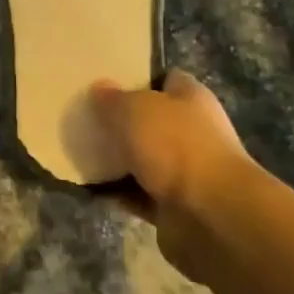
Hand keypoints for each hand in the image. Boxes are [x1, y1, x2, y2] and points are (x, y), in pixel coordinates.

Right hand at [90, 69, 259, 280]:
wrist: (209, 215)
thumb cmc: (175, 146)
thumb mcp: (134, 109)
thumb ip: (113, 98)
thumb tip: (99, 88)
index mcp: (192, 99)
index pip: (166, 79)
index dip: (139, 78)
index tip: (107, 81)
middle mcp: (194, 132)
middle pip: (153, 120)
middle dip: (123, 121)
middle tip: (87, 118)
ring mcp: (186, 171)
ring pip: (145, 158)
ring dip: (119, 159)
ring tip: (83, 151)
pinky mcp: (175, 205)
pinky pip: (139, 193)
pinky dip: (119, 192)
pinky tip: (92, 186)